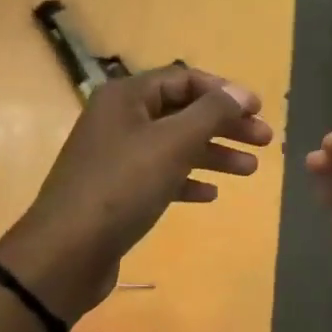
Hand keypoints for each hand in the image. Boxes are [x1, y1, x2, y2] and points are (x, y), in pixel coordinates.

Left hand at [0, 68, 273, 320]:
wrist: (66, 252)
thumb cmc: (122, 186)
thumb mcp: (172, 143)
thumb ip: (211, 113)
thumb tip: (240, 93)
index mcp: (126, 97)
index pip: (184, 79)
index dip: (224, 92)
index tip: (258, 110)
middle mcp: (119, 119)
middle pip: (182, 112)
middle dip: (225, 125)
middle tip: (264, 141)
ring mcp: (116, 156)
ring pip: (174, 145)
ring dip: (213, 154)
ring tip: (250, 170)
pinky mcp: (117, 190)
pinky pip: (160, 175)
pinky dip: (187, 179)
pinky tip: (211, 194)